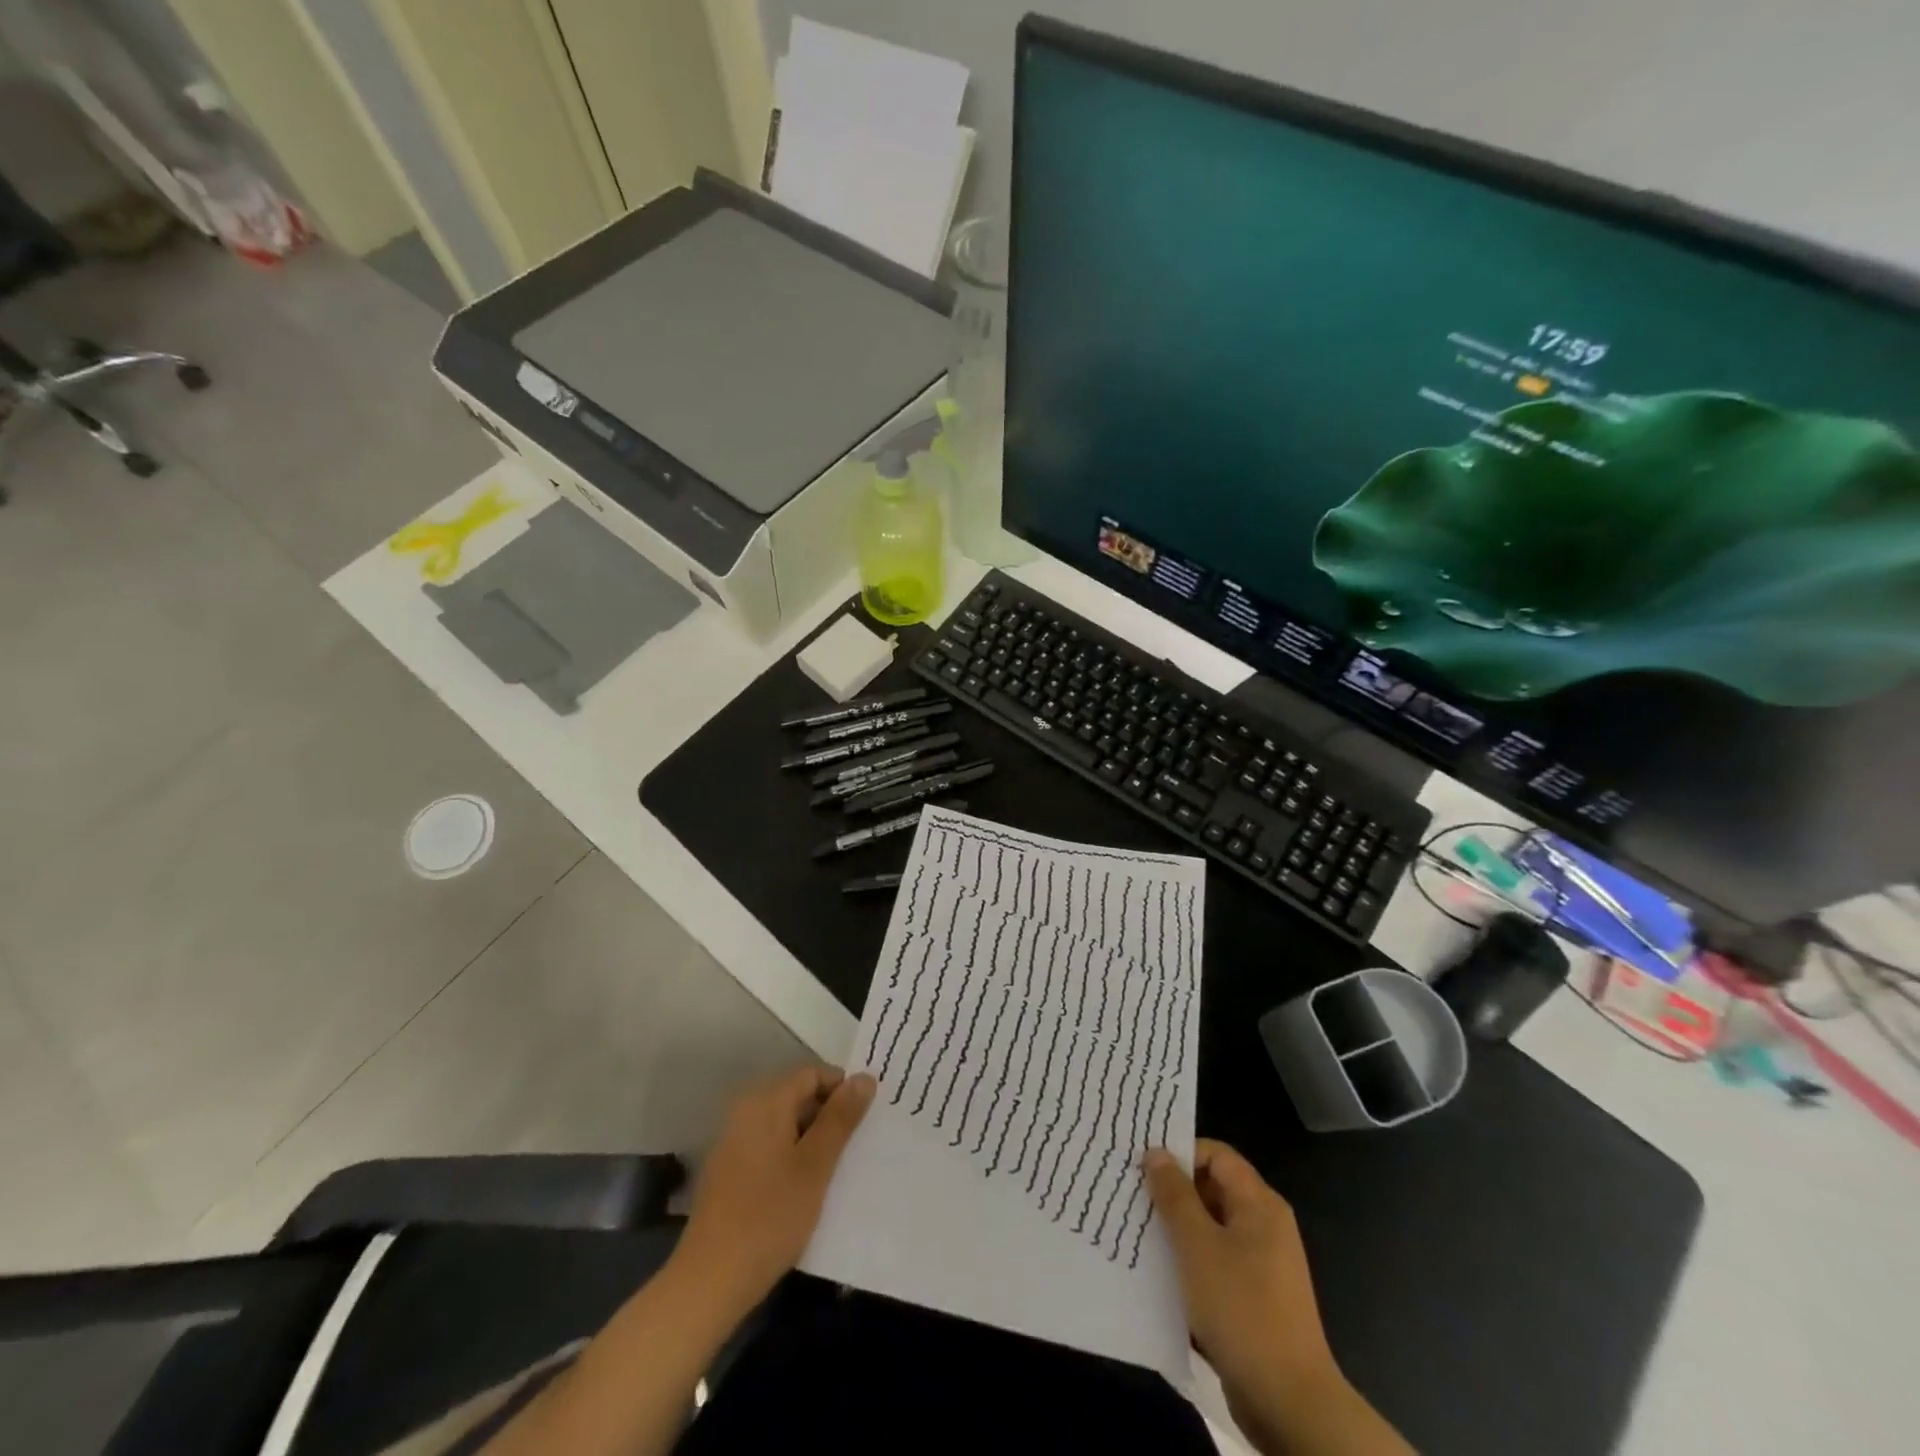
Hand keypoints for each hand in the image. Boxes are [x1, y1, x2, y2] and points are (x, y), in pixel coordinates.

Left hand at [670, 1065, 874, 1319]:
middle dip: (829, 1115)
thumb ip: (841, 1118)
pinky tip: (806, 1188)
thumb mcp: (816, 1165)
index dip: (842, 1090)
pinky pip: (769, 1146)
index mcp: (765, 1101)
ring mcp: (733, 1141)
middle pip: (797, 1096)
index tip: (865, 1120)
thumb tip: (864, 1077)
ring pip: (785, 1123)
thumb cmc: (770, 1216)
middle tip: (856, 1146)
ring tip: (837, 1169)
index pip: (812, 1074)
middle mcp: (745, 1111)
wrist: (709, 1282)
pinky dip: (792, 1156)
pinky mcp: (729, 1171)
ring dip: (812, 1139)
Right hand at [1144, 1140, 1340, 1432]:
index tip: (1142, 1167)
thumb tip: (1156, 1152)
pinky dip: (1189, 1264)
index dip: (1180, 1153)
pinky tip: (1158, 1275)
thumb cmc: (1242, 1309)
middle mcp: (1264, 1226)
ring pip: (1210, 1230)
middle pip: (1212, 1190)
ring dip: (1176, 1231)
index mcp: (1259, 1204)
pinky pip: (1215, 1264)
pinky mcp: (1253, 1300)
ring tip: (1137, 1234)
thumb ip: (1174, 1195)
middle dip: (1173, 1193)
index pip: (1216, 1155)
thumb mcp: (1197, 1245)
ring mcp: (1261, 1265)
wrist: (1289, 1403)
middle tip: (1132, 1199)